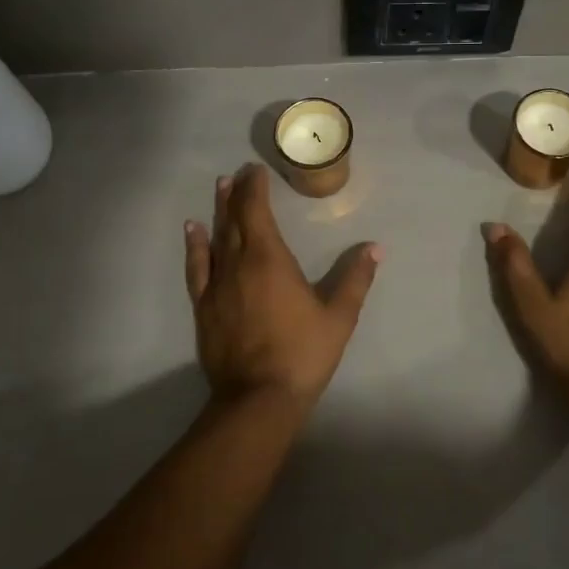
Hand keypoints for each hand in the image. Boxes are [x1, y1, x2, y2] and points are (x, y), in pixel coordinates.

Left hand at [184, 164, 380, 408]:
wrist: (258, 398)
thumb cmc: (303, 353)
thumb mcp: (339, 317)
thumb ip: (355, 279)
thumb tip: (375, 248)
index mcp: (270, 259)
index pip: (257, 211)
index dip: (255, 188)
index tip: (254, 170)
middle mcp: (239, 263)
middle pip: (234, 219)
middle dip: (237, 194)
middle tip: (237, 173)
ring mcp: (218, 285)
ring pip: (215, 238)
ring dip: (218, 211)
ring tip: (219, 188)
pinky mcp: (204, 307)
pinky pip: (197, 267)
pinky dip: (195, 245)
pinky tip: (192, 230)